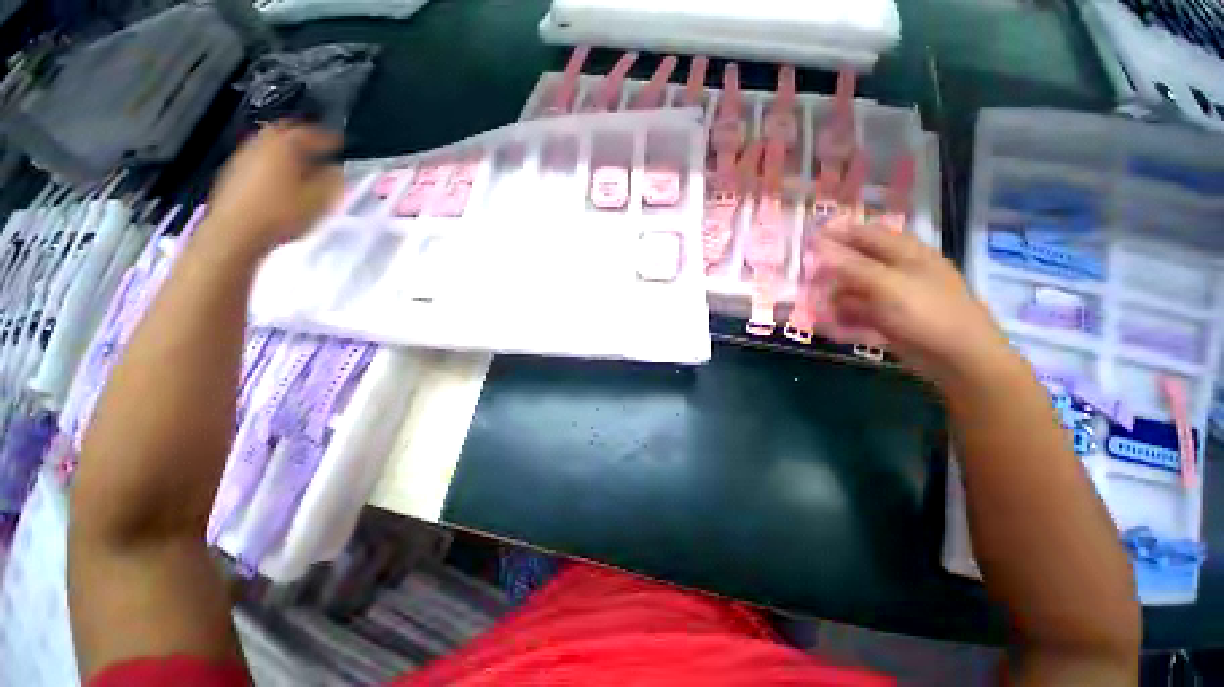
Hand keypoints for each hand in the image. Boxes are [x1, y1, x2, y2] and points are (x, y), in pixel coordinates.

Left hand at [202, 124, 342, 255]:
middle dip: (304, 138)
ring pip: (271, 145)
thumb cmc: (281, 214)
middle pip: (285, 132)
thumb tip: (338, 170)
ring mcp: (244, 156)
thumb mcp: (318, 200)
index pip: (311, 133)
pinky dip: (274, 162)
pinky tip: (282, 177)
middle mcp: (261, 143)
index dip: (330, 138)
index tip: (343, 144)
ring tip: (303, 163)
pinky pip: (259, 158)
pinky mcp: (233, 173)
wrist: (235, 233)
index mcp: (284, 145)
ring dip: (287, 151)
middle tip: (320, 147)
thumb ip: (332, 181)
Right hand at [819, 222, 1012, 385]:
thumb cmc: (924, 311)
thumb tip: (817, 243)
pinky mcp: (888, 316)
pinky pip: (859, 310)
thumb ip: (850, 264)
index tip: (807, 240)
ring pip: (854, 288)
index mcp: (904, 251)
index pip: (864, 233)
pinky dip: (844, 314)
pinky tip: (830, 323)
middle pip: (856, 261)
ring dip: (835, 295)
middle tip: (807, 278)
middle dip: (831, 269)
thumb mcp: (885, 284)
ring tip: (817, 305)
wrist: (956, 355)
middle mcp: (897, 268)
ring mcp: (892, 294)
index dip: (836, 234)